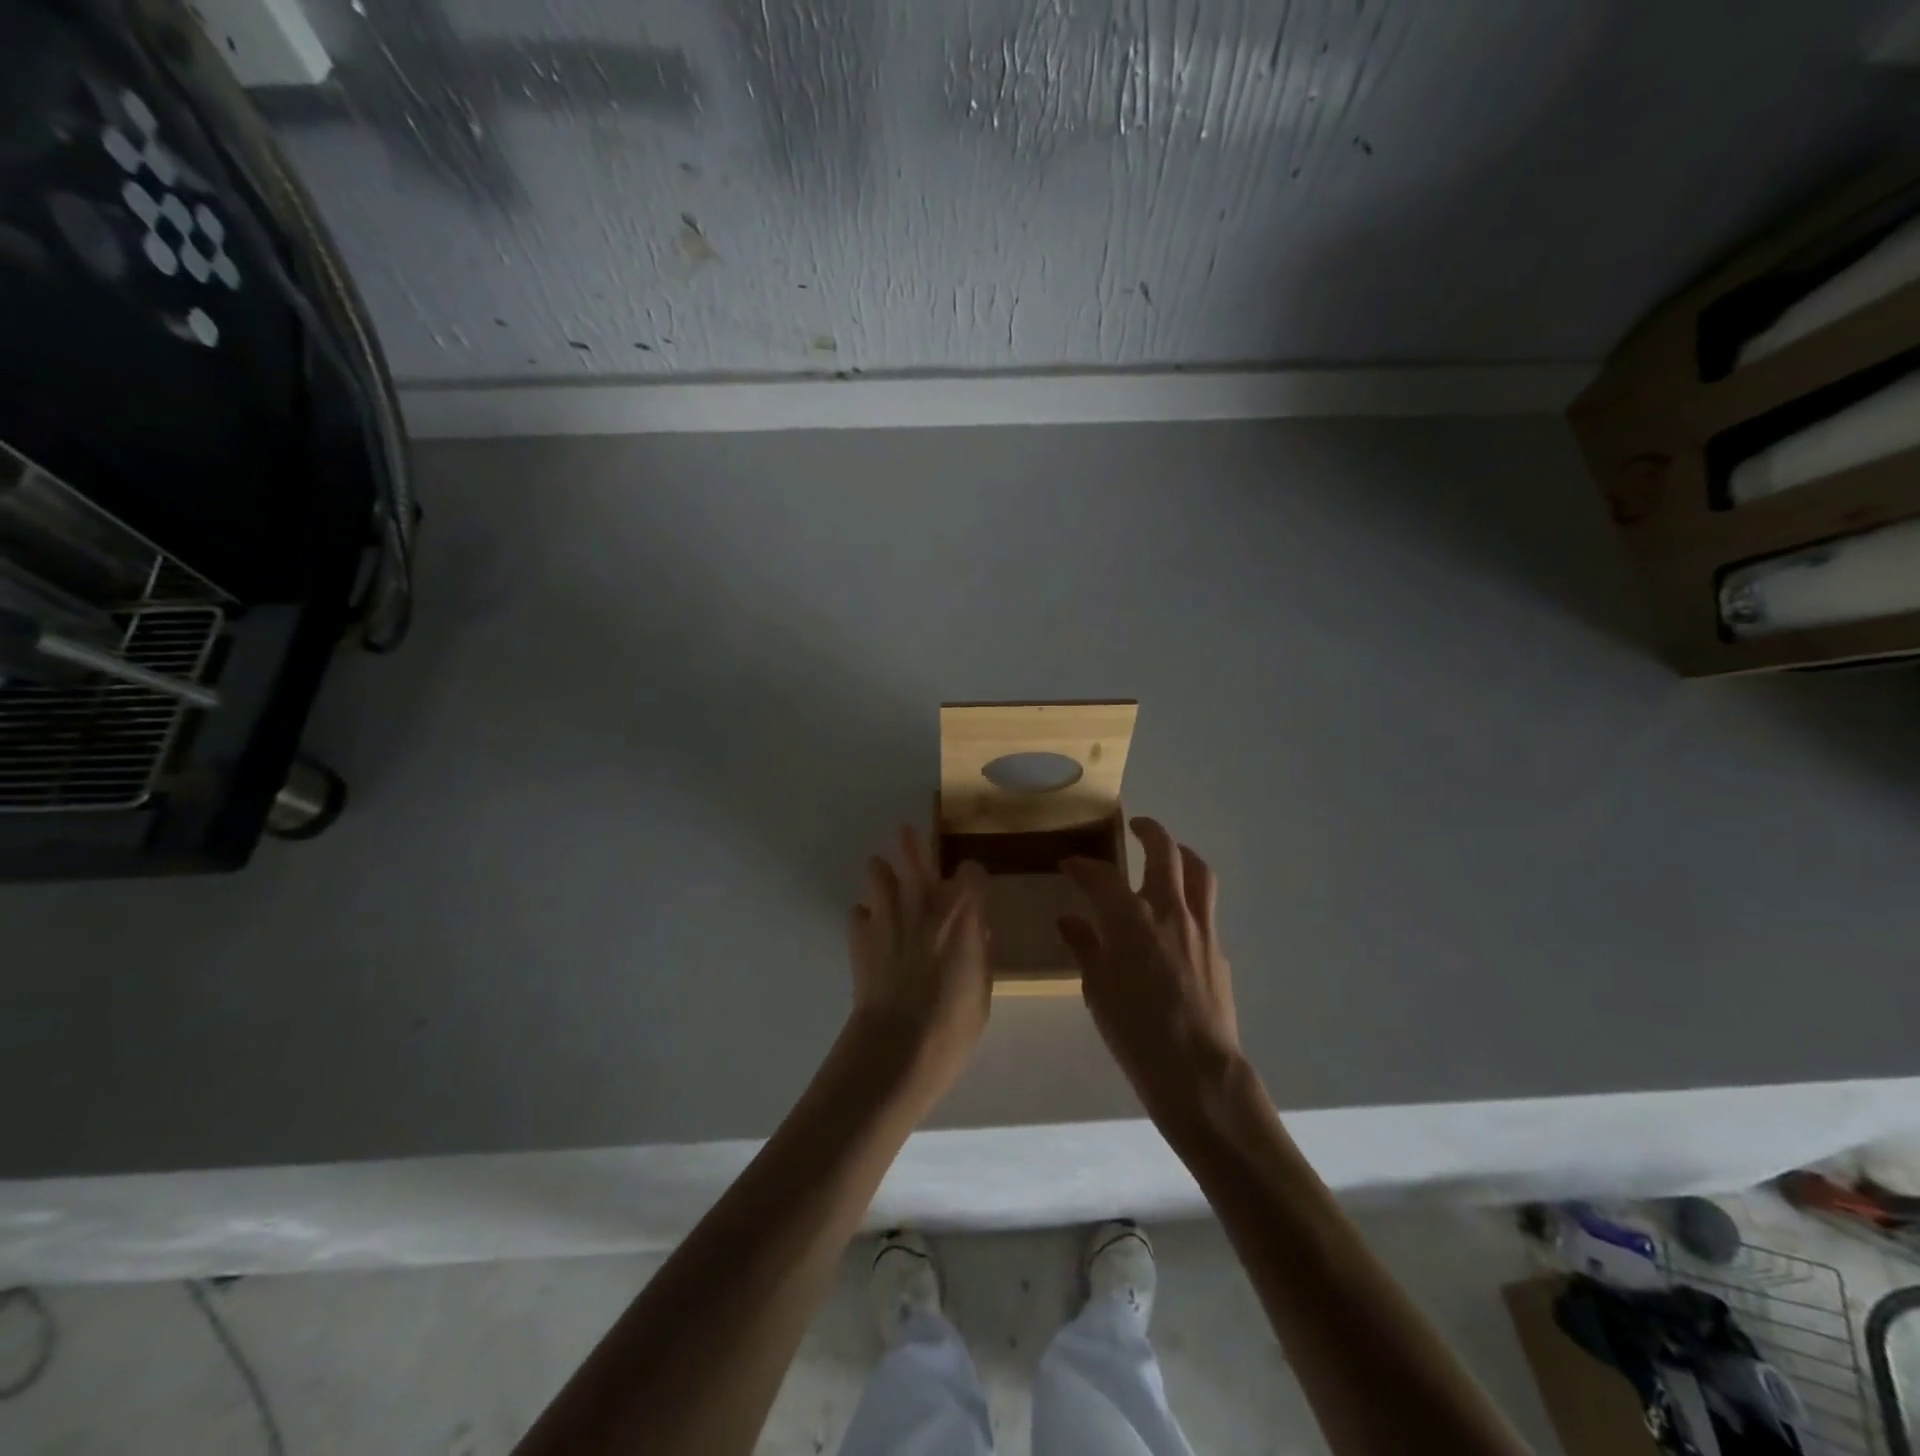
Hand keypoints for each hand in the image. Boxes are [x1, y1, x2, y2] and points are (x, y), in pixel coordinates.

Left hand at [846, 827, 991, 1107]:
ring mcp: (887, 913)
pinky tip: (871, 932)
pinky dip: (865, 917)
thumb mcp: (984, 986)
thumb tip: (977, 932)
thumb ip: (980, 950)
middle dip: (912, 842)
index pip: (971, 871)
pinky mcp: (858, 934)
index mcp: (962, 911)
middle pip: (914, 852)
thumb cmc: (954, 1022)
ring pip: (877, 871)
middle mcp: (923, 901)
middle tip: (907, 834)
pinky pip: (858, 912)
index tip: (972, 889)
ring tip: (885, 882)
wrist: (898, 1046)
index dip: (972, 878)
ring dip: (882, 874)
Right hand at [1060, 818, 1243, 1136]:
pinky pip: (1206, 905)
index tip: (1070, 864)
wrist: (1197, 1071)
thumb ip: (1085, 947)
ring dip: (1181, 852)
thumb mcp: (1097, 990)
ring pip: (1197, 870)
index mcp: (1130, 919)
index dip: (1082, 865)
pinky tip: (1178, 912)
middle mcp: (1168, 910)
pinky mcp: (1218, 947)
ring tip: (1169, 851)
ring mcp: (1200, 926)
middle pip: (1163, 851)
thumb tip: (1070, 921)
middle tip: (1135, 826)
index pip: (1101, 876)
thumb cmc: (1135, 1032)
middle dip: (1147, 831)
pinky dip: (1190, 893)